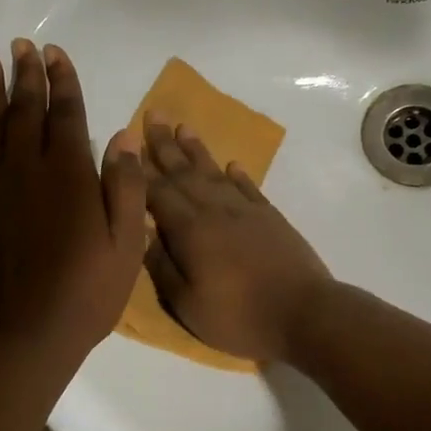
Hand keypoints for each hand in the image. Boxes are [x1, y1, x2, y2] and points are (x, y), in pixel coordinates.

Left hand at [0, 41, 145, 364]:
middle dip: (26, 76)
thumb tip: (123, 136)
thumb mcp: (127, 243)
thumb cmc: (86, 292)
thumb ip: (125, 186)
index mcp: (69, 174)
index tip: (55, 53)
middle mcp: (27, 170)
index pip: (67, 114)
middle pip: (25, 112)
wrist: (23, 337)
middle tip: (21, 45)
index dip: (62, 82)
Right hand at [140, 115, 332, 363]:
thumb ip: (162, 268)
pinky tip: (231, 164)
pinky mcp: (270, 218)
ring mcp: (246, 211)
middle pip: (184, 173)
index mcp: (190, 231)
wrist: (304, 313)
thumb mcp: (188, 305)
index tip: (127, 142)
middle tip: (153, 114)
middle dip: (165, 145)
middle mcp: (215, 210)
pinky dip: (238, 175)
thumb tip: (145, 236)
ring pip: (214, 173)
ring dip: (197, 150)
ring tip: (183, 127)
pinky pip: (249, 188)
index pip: (157, 193)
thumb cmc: (239, 316)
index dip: (140, 169)